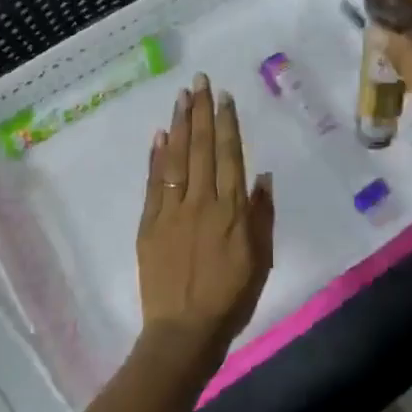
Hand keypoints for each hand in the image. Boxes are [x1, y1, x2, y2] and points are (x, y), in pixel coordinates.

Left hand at [135, 75, 274, 371]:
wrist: (184, 331)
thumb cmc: (231, 298)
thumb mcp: (261, 260)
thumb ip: (261, 216)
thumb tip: (262, 176)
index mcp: (231, 211)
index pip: (228, 155)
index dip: (226, 123)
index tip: (224, 97)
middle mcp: (201, 202)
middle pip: (201, 148)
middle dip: (201, 111)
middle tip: (200, 80)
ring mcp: (171, 211)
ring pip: (176, 159)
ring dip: (179, 125)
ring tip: (181, 96)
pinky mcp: (149, 224)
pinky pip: (153, 184)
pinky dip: (156, 158)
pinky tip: (159, 135)